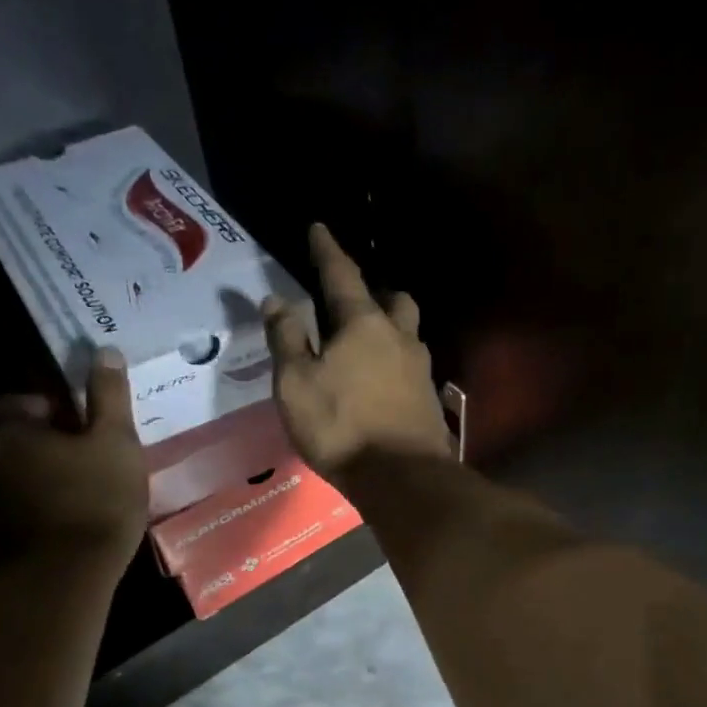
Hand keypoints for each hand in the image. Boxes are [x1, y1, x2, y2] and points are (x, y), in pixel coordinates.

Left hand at [0, 346, 146, 568]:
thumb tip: (105, 351)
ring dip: (56, 475)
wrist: (70, 575)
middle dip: (56, 442)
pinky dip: (55, 504)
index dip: (50, 405)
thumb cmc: (96, 497)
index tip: (82, 418)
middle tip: (98, 452)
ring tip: (97, 486)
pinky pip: (34, 505)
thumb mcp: (115, 441)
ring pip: (29, 474)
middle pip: (24, 440)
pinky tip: (86, 516)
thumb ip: (109, 396)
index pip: (19, 401)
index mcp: (14, 432)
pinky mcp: (8, 535)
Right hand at [264, 223, 453, 479]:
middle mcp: (400, 338)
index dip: (327, 250)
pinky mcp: (429, 401)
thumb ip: (286, 339)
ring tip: (369, 344)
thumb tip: (276, 300)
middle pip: (394, 301)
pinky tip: (384, 382)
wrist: (401, 478)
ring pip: (409, 334)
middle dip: (375, 292)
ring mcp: (421, 370)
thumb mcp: (296, 383)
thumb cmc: (341, 426)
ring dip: (391, 329)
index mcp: (363, 324)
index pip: (342, 275)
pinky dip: (396, 365)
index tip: (319, 228)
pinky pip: (412, 369)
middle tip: (355, 301)